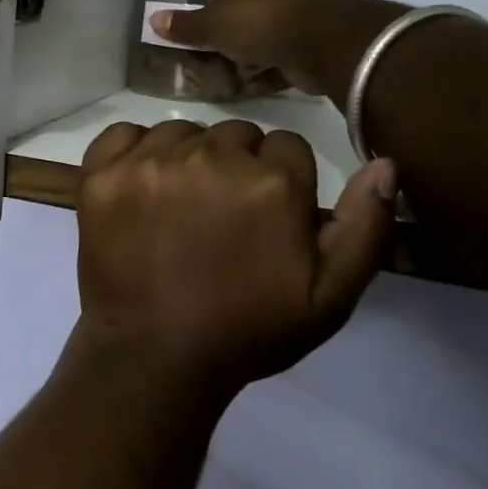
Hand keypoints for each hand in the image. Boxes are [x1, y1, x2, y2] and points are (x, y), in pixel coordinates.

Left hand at [74, 119, 397, 400]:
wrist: (155, 356)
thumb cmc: (246, 330)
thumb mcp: (329, 297)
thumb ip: (365, 226)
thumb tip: (385, 163)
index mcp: (271, 182)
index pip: (287, 146)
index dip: (280, 181)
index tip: (264, 217)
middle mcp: (211, 157)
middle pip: (235, 134)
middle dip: (237, 166)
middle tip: (220, 216)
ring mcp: (149, 162)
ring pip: (182, 132)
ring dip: (186, 157)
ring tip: (178, 206)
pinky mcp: (102, 174)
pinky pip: (122, 134)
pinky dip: (133, 151)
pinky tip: (139, 185)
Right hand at [150, 0, 403, 96]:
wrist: (317, 43)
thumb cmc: (258, 20)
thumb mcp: (210, 25)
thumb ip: (183, 25)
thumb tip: (152, 20)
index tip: (206, 18)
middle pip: (251, 0)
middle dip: (236, 24)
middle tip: (214, 46)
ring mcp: (306, 4)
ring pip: (269, 25)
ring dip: (255, 45)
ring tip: (233, 66)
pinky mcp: (319, 33)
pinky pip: (286, 47)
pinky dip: (274, 61)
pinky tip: (257, 77)